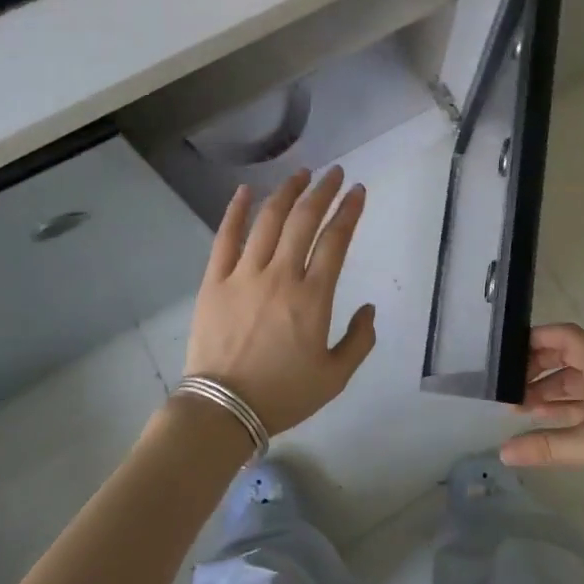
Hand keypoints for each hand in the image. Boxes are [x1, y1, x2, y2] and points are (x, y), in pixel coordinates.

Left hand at [183, 166, 377, 435]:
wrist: (222, 410)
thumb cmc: (283, 394)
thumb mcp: (335, 377)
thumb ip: (359, 341)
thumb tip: (369, 308)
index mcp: (312, 298)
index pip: (336, 241)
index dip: (349, 211)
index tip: (358, 191)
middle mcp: (280, 276)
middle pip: (304, 221)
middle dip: (323, 191)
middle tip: (335, 173)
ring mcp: (244, 275)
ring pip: (268, 221)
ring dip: (287, 193)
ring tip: (301, 174)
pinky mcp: (214, 281)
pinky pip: (225, 238)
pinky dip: (236, 211)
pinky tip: (245, 191)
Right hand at [500, 324, 583, 491]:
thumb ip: (544, 445)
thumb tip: (503, 452)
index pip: (563, 335)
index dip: (534, 340)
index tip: (507, 356)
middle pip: (566, 356)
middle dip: (536, 370)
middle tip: (508, 390)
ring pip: (575, 381)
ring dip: (548, 391)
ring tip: (519, 410)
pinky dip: (564, 408)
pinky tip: (545, 423)